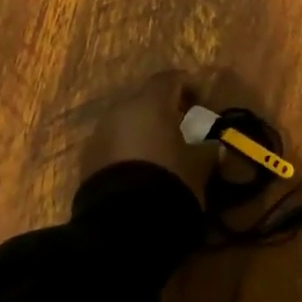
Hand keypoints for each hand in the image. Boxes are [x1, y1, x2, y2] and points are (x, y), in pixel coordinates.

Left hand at [79, 70, 223, 205]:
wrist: (122, 222)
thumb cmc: (168, 180)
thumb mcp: (198, 165)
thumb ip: (208, 150)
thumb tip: (214, 146)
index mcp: (150, 102)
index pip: (170, 79)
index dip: (188, 86)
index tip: (202, 102)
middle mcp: (120, 110)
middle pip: (145, 100)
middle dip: (163, 111)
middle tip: (182, 129)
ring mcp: (99, 135)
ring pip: (126, 123)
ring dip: (143, 132)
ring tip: (161, 154)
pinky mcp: (87, 161)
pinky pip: (113, 146)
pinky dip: (128, 152)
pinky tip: (141, 172)